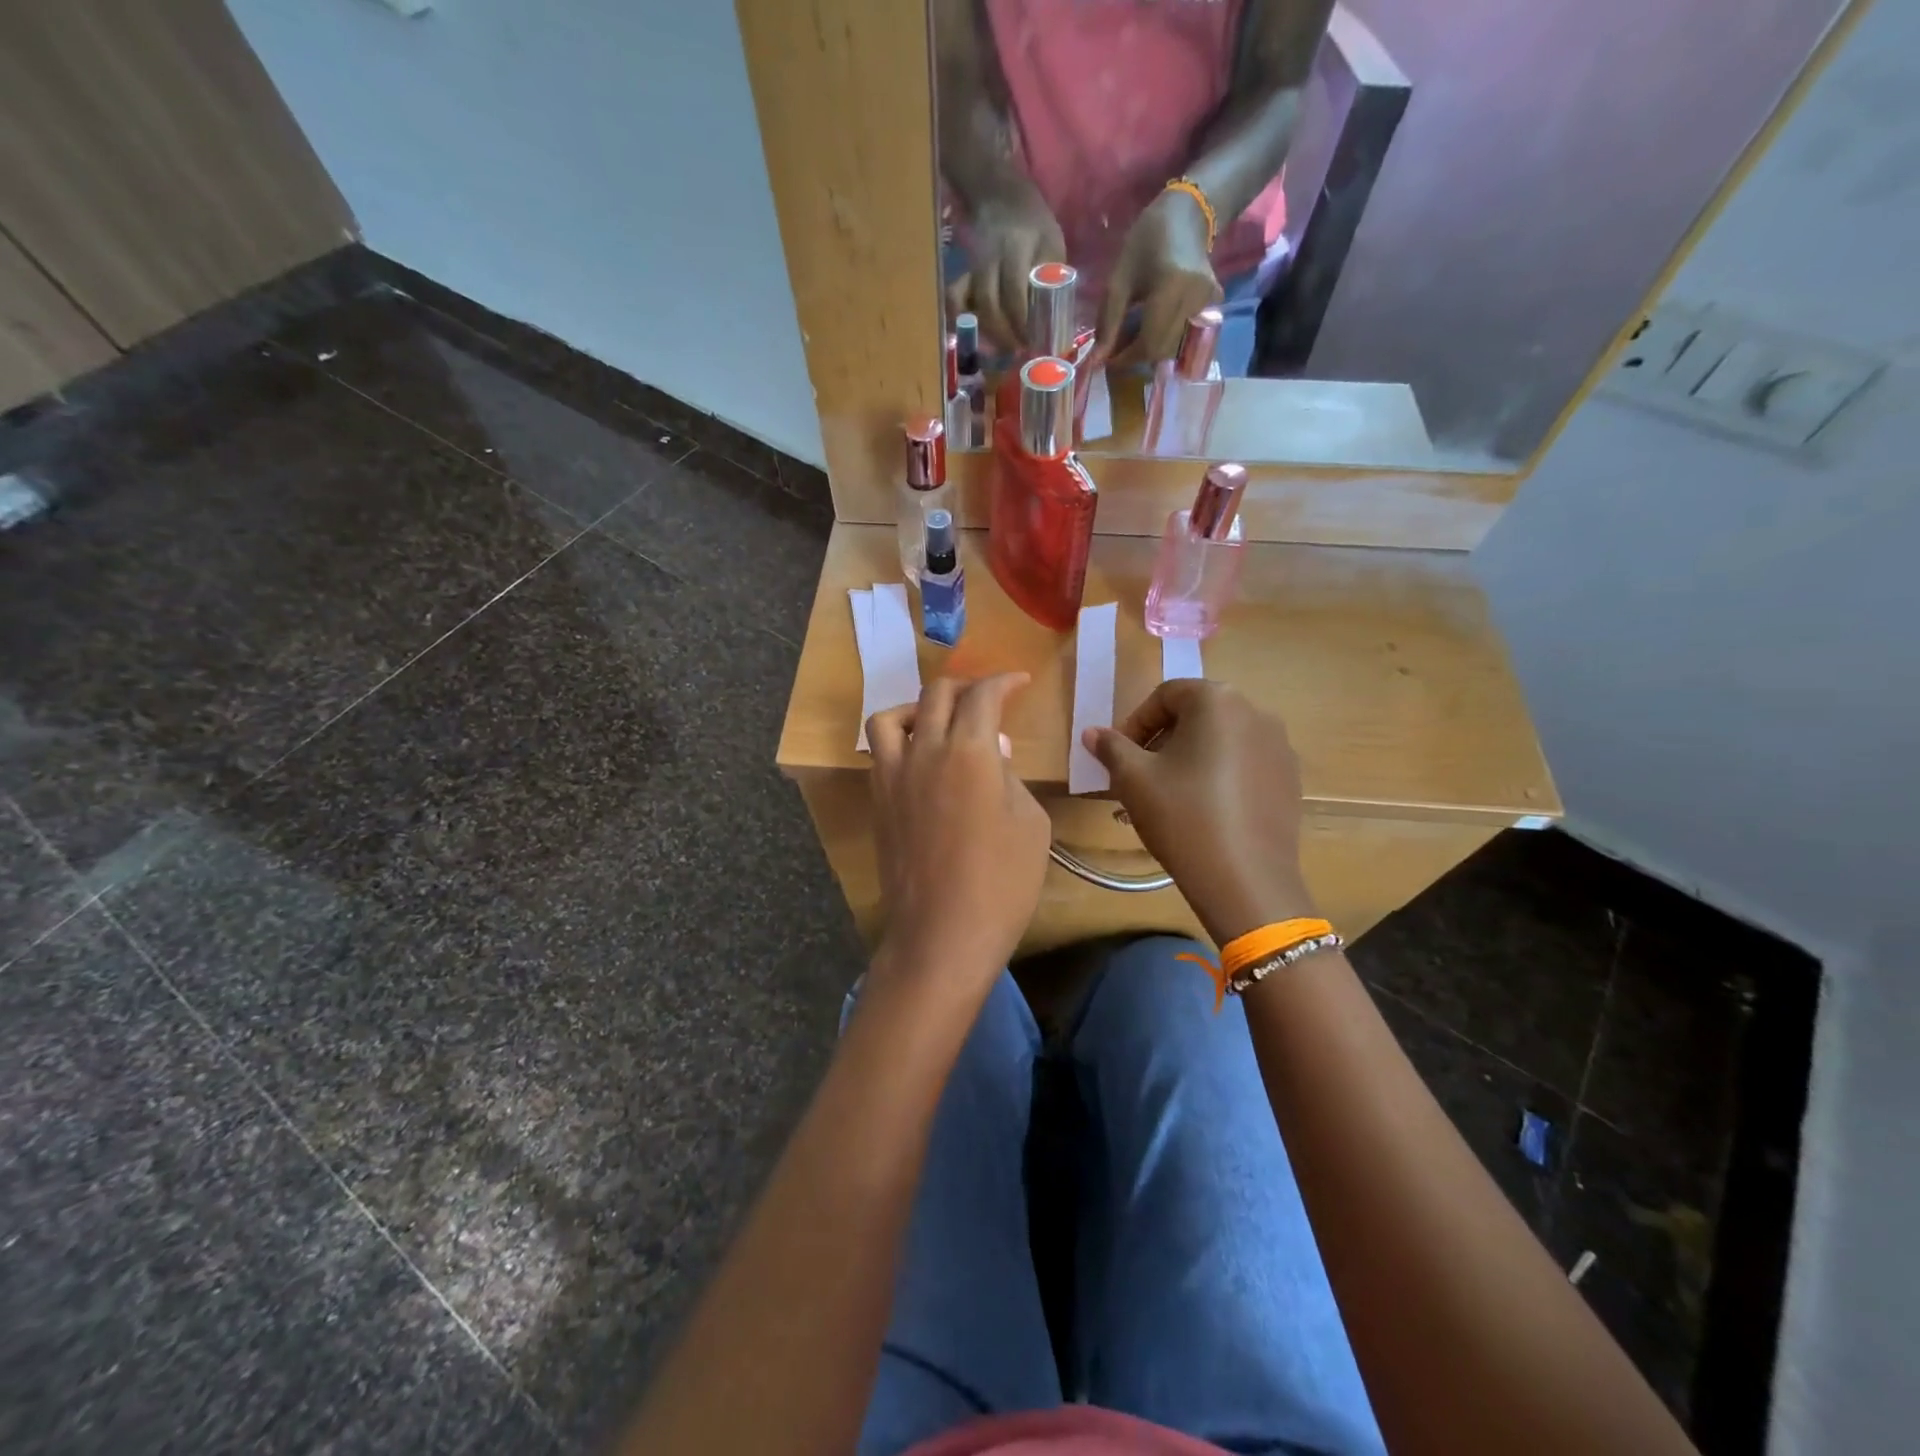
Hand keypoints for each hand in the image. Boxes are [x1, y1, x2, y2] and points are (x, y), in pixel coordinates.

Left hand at [868, 675, 1050, 1002]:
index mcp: (969, 751)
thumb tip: (992, 752)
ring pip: (891, 716)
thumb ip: (1010, 776)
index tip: (1019, 683)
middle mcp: (924, 752)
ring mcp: (893, 776)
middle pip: (936, 695)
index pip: (983, 695)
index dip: (1004, 681)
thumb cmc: (1002, 882)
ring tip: (940, 722)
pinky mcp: (878, 802)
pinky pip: (881, 752)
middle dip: (966, 687)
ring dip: (919, 707)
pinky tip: (922, 761)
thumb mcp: (1030, 822)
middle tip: (988, 699)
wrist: (942, 933)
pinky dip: (900, 740)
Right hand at [949, 187, 1066, 352]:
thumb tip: (1053, 319)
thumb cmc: (1033, 223)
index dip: (1022, 324)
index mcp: (1017, 248)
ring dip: (986, 330)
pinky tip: (971, 331)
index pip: (1015, 294)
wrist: (1000, 193)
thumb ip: (1051, 277)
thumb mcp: (1051, 243)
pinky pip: (955, 295)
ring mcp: (973, 262)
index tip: (1031, 342)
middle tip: (1015, 350)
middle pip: (990, 304)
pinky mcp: (962, 268)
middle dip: (1002, 334)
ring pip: (972, 304)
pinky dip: (958, 315)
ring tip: (1000, 347)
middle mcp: (990, 256)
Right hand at [1082, 679, 1314, 943]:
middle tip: (1141, 774)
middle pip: (1197, 714)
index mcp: (1217, 701)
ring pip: (1222, 740)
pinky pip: (1245, 764)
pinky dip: (1221, 775)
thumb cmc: (1182, 816)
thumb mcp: (1133, 779)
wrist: (1244, 880)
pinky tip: (1205, 810)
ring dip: (1191, 757)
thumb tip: (1092, 733)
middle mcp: (1256, 712)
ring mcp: (1280, 747)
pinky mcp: (1290, 780)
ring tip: (1170, 795)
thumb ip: (1112, 747)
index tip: (1120, 755)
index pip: (1166, 695)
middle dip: (1163, 739)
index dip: (1136, 722)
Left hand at [1097, 189, 1223, 369]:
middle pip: (1162, 350)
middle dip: (1137, 355)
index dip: (1127, 358)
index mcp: (1172, 288)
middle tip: (1119, 348)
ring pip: (1174, 346)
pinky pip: (1186, 335)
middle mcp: (1195, 299)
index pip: (1149, 343)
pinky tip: (1154, 326)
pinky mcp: (1214, 305)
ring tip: (1134, 336)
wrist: (1188, 214)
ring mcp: (1209, 303)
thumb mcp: (1119, 279)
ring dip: (1151, 349)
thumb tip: (1097, 361)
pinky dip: (1166, 338)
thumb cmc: (1147, 241)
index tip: (1109, 360)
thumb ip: (1108, 322)